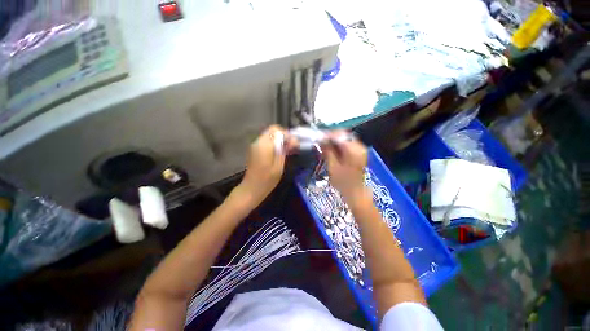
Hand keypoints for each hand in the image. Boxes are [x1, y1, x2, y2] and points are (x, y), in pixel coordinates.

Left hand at [238, 125, 295, 203]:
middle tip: (291, 146)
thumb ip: (284, 150)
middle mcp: (258, 142)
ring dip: (279, 140)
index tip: (293, 144)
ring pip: (269, 136)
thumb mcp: (279, 166)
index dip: (287, 135)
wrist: (251, 189)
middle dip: (283, 136)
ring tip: (287, 150)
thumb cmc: (267, 180)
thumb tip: (291, 141)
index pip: (276, 130)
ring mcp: (254, 145)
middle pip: (272, 131)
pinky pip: (266, 141)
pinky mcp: (254, 150)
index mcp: (264, 145)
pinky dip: (273, 144)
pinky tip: (279, 152)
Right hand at [322, 131, 367, 199]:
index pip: (339, 135)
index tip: (319, 137)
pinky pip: (348, 143)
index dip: (328, 135)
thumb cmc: (343, 182)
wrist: (355, 191)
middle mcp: (360, 147)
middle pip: (343, 135)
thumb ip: (328, 151)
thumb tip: (322, 140)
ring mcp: (361, 149)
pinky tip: (333, 150)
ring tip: (325, 146)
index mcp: (353, 150)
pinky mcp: (359, 152)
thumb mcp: (332, 167)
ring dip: (335, 141)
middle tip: (321, 142)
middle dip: (331, 137)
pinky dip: (339, 145)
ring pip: (345, 138)